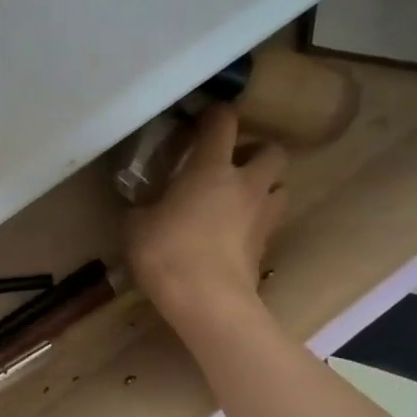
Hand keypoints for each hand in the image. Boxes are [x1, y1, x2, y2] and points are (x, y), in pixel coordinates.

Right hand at [124, 105, 288, 332]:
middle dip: (256, 152)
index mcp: (211, 169)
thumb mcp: (136, 227)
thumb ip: (143, 209)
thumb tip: (145, 207)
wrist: (208, 301)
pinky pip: (269, 222)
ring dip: (264, 186)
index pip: (222, 123)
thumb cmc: (168, 254)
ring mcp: (262, 216)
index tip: (203, 118)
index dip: (214, 115)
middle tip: (232, 165)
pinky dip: (256, 221)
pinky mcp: (267, 246)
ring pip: (280, 185)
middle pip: (272, 150)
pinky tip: (234, 233)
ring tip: (239, 199)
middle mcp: (246, 184)